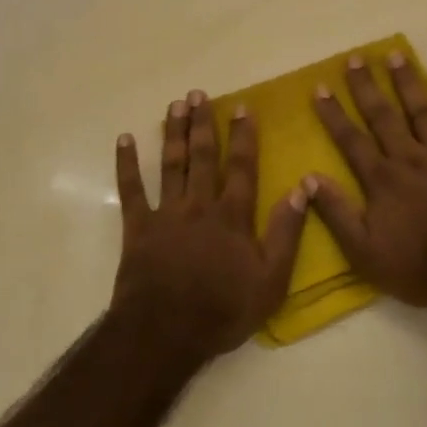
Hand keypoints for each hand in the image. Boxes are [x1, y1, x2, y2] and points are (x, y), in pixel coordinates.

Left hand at [113, 91, 307, 357]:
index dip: (244, 136)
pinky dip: (127, 164)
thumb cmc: (223, 309)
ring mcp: (166, 213)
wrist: (165, 332)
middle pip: (203, 156)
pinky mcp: (138, 227)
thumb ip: (287, 233)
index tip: (243, 107)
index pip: (242, 167)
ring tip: (175, 105)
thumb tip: (301, 188)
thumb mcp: (271, 280)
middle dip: (203, 123)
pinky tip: (125, 139)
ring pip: (171, 164)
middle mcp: (199, 204)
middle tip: (199, 94)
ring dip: (174, 133)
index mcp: (232, 216)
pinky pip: (131, 190)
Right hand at [306, 55, 426, 306]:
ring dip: (407, 82)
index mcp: (381, 179)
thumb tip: (308, 179)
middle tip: (355, 58)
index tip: (320, 87)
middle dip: (366, 86)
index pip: (351, 139)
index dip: (334, 113)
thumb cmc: (419, 266)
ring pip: (421, 110)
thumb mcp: (364, 252)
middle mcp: (409, 157)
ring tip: (395, 55)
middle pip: (383, 115)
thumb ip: (336, 213)